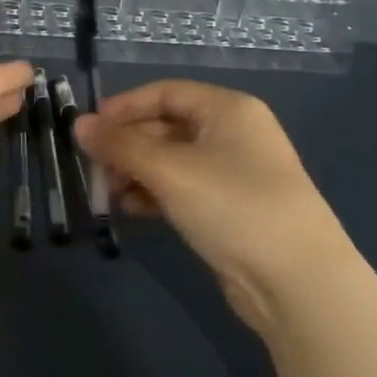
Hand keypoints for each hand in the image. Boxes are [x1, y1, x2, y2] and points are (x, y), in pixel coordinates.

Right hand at [74, 80, 352, 333]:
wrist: (297, 283)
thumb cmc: (232, 206)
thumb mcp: (170, 170)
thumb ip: (120, 145)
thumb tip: (78, 125)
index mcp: (228, 110)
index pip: (165, 93)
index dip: (124, 107)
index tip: (88, 128)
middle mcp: (233, 134)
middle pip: (166, 127)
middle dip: (127, 146)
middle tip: (93, 168)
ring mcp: (234, 173)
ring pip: (171, 161)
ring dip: (136, 173)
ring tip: (109, 194)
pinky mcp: (230, 208)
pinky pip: (182, 189)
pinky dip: (155, 194)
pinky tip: (133, 210)